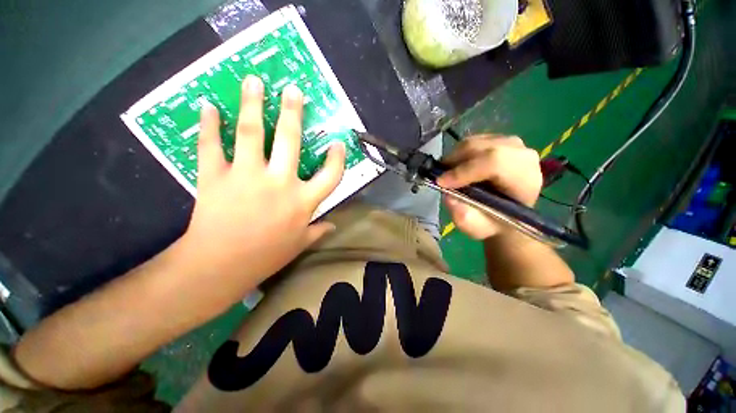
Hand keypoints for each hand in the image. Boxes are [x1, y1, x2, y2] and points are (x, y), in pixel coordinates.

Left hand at [182, 75, 345, 290]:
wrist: (220, 266)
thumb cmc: (266, 256)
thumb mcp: (299, 244)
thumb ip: (318, 231)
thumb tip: (334, 225)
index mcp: (303, 201)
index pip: (330, 175)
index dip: (337, 158)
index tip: (337, 143)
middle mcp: (279, 182)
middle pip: (290, 141)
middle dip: (293, 113)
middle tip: (294, 91)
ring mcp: (246, 176)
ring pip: (252, 133)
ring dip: (253, 105)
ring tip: (254, 82)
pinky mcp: (215, 176)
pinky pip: (211, 145)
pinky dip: (209, 124)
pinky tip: (209, 106)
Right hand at [436, 135, 542, 239]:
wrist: (506, 215)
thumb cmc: (493, 223)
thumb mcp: (477, 228)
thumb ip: (464, 216)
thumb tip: (449, 196)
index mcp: (524, 180)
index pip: (495, 162)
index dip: (464, 171)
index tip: (441, 183)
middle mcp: (523, 156)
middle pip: (482, 148)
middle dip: (455, 162)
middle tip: (440, 176)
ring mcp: (513, 145)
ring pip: (475, 142)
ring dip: (455, 157)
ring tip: (446, 173)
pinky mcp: (501, 140)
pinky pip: (474, 140)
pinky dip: (459, 153)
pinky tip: (456, 166)